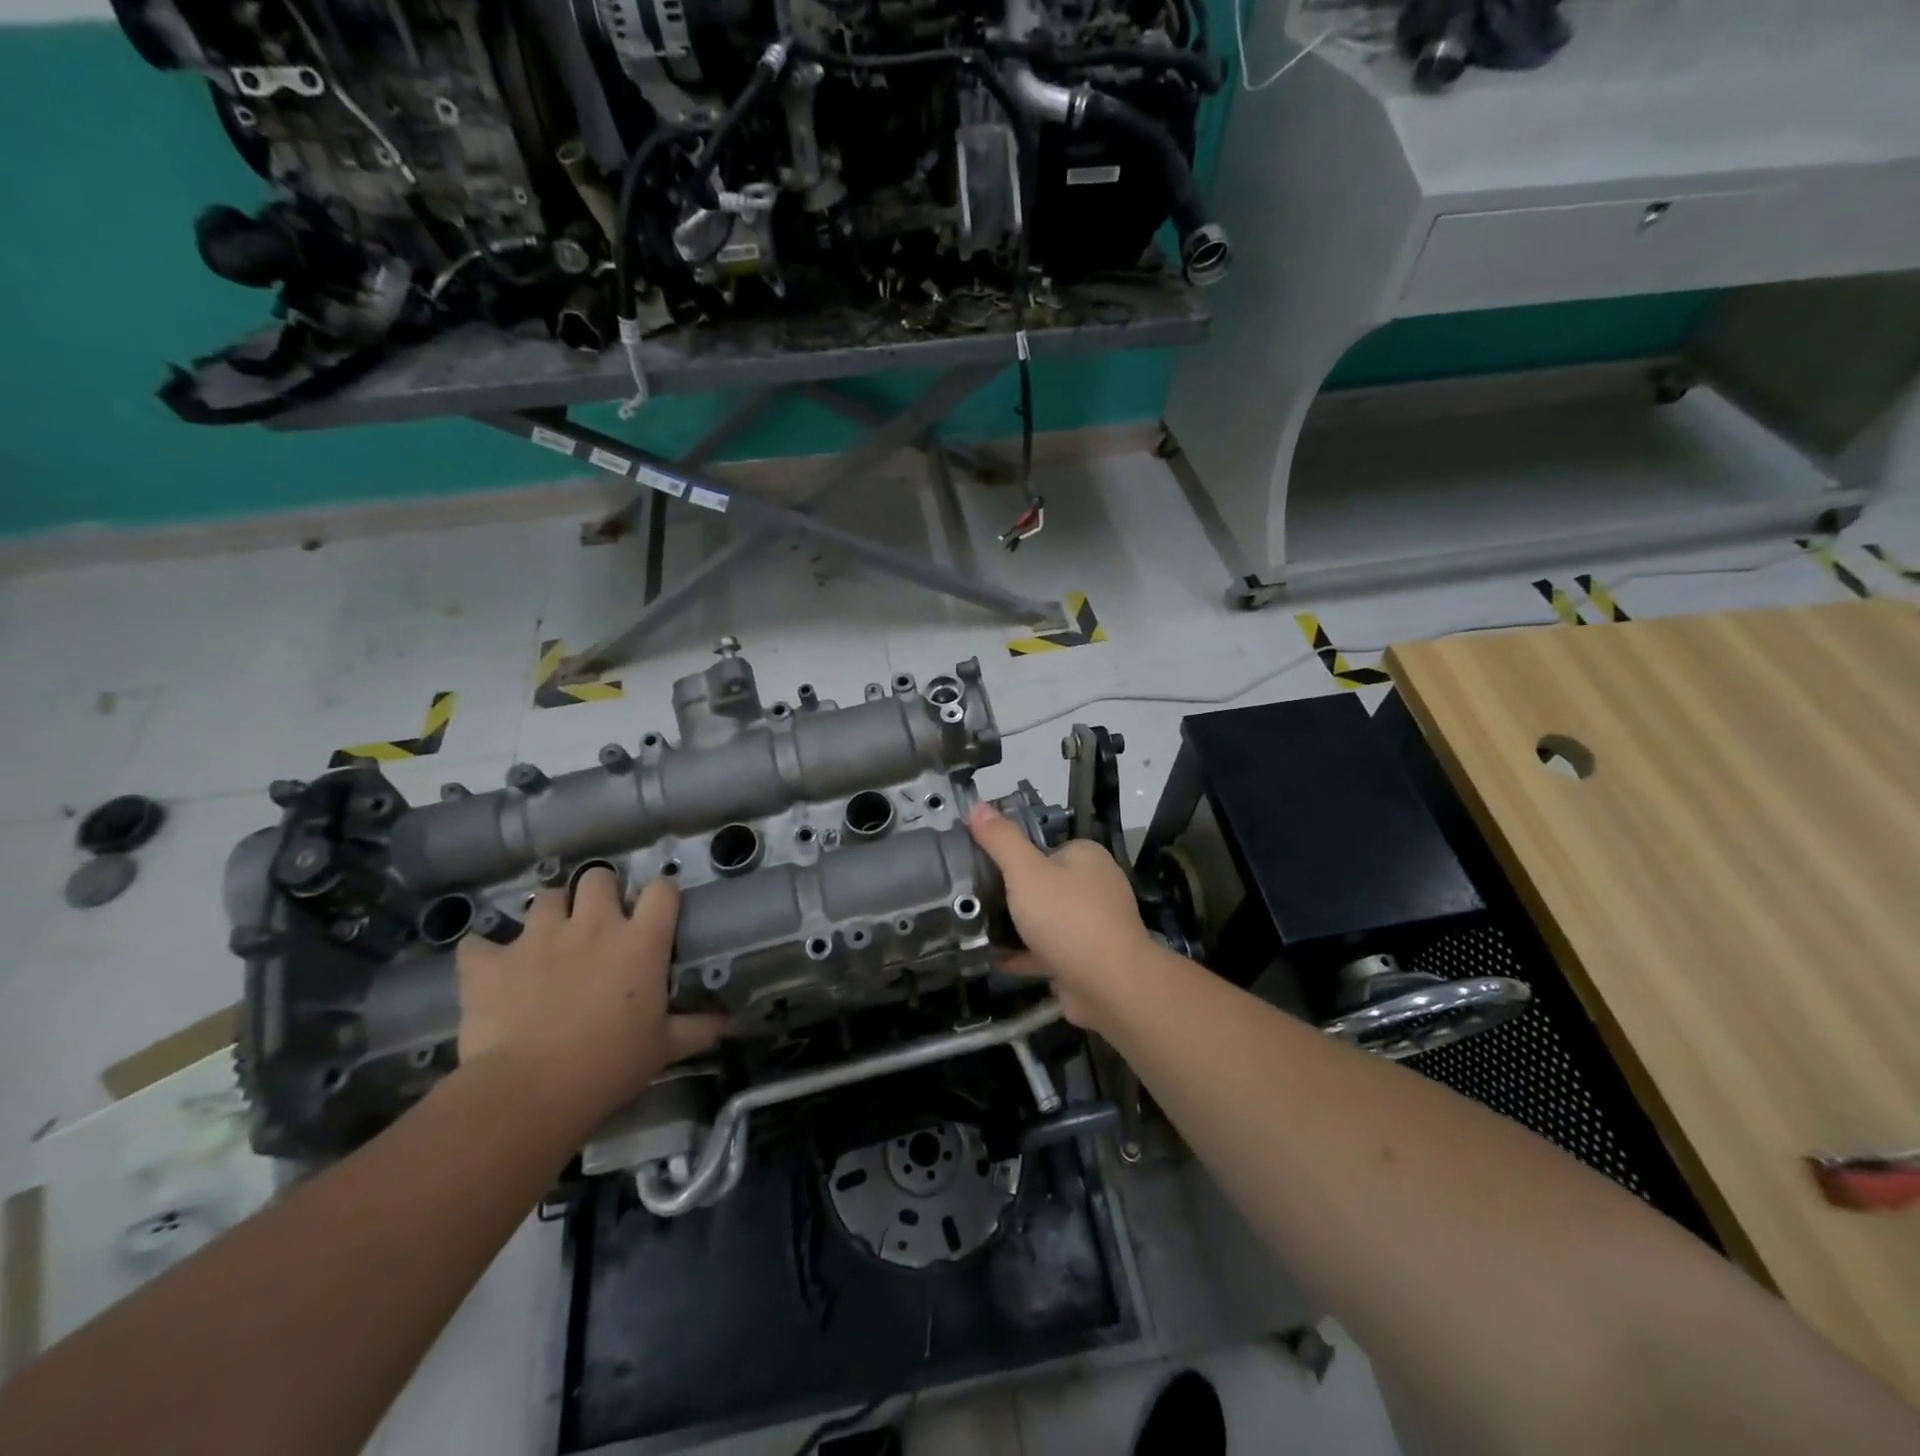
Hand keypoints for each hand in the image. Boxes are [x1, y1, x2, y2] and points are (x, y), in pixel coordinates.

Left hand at [455, 868, 725, 1128]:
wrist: (529, 1092)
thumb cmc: (610, 1065)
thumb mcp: (664, 1049)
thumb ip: (698, 1028)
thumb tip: (725, 1021)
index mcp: (640, 940)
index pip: (662, 889)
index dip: (660, 895)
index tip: (657, 912)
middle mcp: (592, 925)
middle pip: (599, 877)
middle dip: (599, 892)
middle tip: (598, 921)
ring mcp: (537, 938)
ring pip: (545, 897)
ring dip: (549, 914)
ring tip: (548, 939)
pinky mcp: (490, 961)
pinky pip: (478, 943)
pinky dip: (484, 953)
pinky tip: (489, 969)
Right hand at [968, 803, 1153, 1026]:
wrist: (1110, 985)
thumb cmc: (1067, 917)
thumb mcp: (1025, 871)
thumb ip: (1000, 840)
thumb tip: (977, 805)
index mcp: (1086, 857)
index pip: (1043, 847)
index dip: (1011, 855)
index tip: (979, 866)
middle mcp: (1095, 886)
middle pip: (1042, 884)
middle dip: (1010, 894)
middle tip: (972, 900)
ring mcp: (1093, 925)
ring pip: (1045, 920)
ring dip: (1015, 926)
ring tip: (975, 928)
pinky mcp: (1086, 959)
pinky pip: (1048, 951)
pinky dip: (1023, 954)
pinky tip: (993, 959)